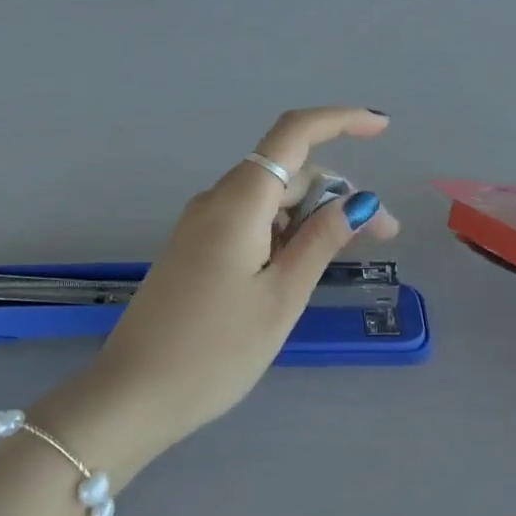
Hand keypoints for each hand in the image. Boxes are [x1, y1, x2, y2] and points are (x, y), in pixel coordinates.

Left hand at [40, 108, 397, 479]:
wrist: (131, 395)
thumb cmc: (214, 351)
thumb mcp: (280, 297)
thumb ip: (321, 241)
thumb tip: (360, 201)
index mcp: (239, 201)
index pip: (294, 133)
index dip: (340, 120)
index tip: (382, 129)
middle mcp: (217, 199)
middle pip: (287, 170)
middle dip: (338, 190)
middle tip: (384, 234)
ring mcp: (202, 222)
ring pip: (270, 197)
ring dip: (313, 214)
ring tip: (347, 255)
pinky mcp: (195, 246)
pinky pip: (250, 220)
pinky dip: (284, 230)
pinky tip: (302, 265)